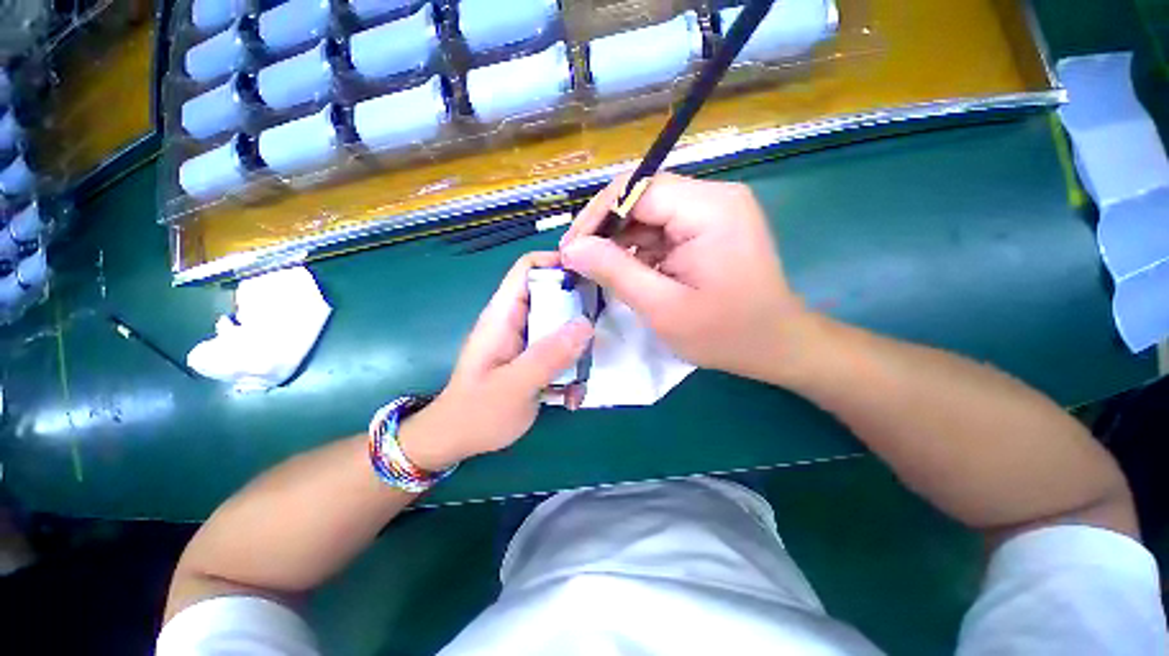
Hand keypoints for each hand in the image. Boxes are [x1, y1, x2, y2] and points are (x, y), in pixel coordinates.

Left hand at [399, 252, 592, 470]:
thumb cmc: (477, 413)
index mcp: (503, 315)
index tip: (592, 275)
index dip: (558, 262)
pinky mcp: (532, 358)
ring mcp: (525, 340)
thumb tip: (586, 324)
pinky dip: (570, 367)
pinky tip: (571, 394)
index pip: (528, 268)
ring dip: (578, 348)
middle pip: (553, 295)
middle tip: (601, 330)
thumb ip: (549, 355)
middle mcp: (516, 321)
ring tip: (584, 375)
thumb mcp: (514, 386)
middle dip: (579, 310)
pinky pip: (559, 350)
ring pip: (561, 325)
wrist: (456, 440)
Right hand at [560, 172, 809, 382]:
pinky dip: (639, 250)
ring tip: (597, 271)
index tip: (570, 251)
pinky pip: (662, 230)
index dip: (596, 216)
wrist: (777, 346)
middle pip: (641, 198)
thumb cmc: (725, 333)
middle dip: (605, 230)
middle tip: (578, 263)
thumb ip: (615, 272)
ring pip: (648, 215)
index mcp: (708, 209)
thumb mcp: (663, 307)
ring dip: (620, 242)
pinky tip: (626, 272)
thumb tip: (573, 249)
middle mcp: (713, 198)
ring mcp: (713, 212)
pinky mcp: (709, 228)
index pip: (636, 190)